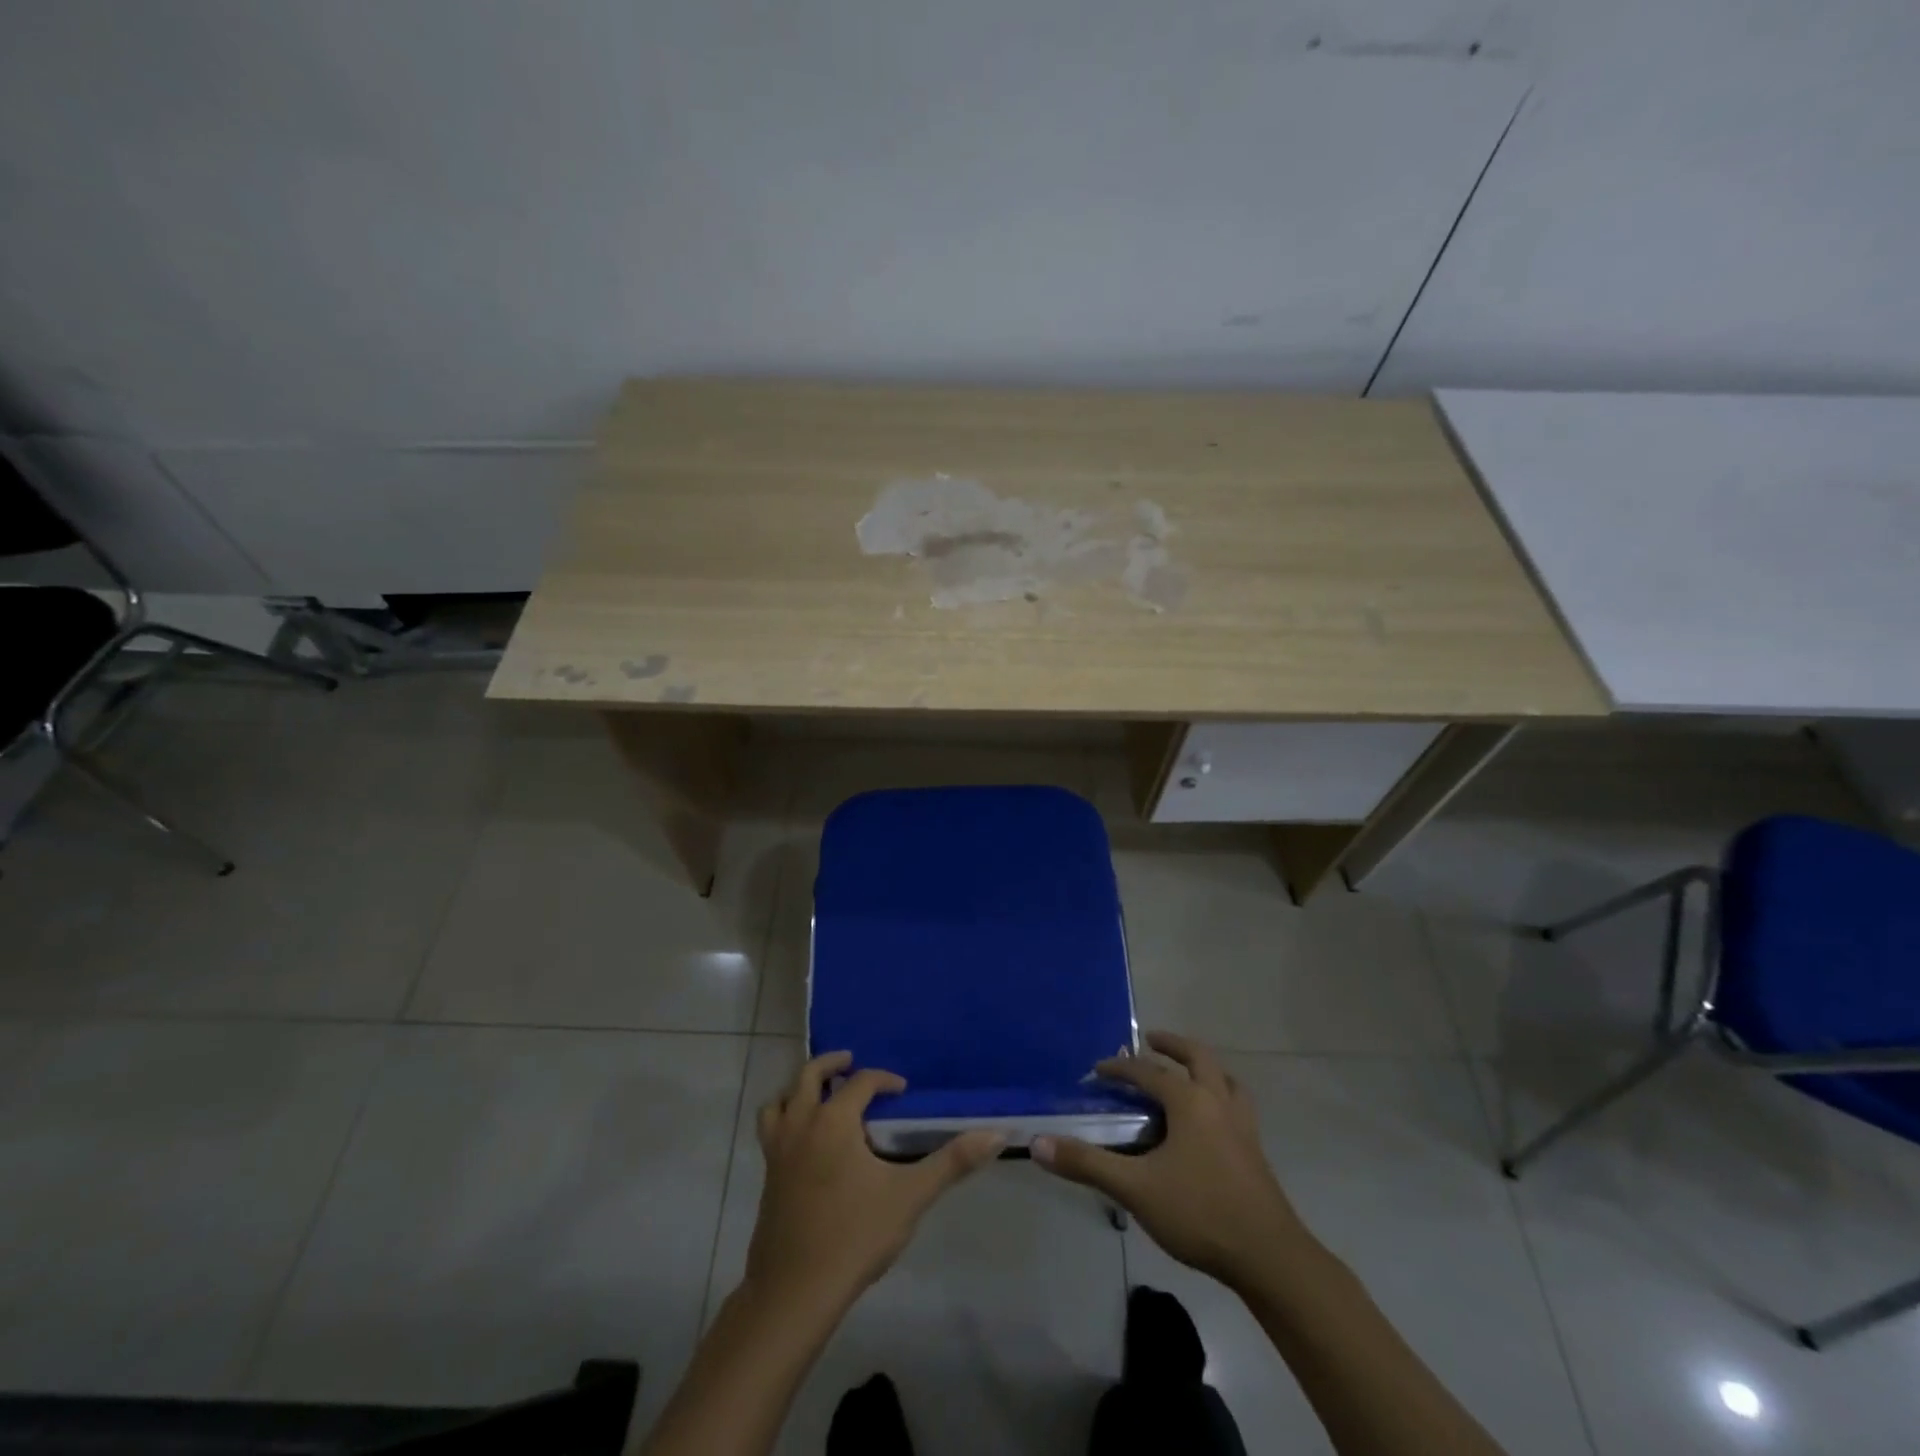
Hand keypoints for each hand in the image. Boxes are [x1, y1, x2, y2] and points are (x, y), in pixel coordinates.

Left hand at [745, 1050, 1002, 1313]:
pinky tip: (803, 1141)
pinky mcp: (766, 1176)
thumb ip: (952, 1162)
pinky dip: (784, 1118)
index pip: (861, 1082)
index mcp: (834, 1121)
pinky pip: (770, 1129)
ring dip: (799, 1088)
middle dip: (832, 1064)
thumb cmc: (855, 1236)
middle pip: (809, 1075)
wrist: (795, 1292)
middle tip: (850, 1062)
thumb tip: (996, 1134)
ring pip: (780, 1100)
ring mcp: (777, 1150)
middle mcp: (801, 1124)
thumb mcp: (910, 1196)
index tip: (902, 1089)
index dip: (883, 1080)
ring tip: (819, 1094)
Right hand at [1033, 1031, 1309, 1286]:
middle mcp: (1218, 1101)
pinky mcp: (1255, 1151)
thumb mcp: (1135, 1189)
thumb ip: (1087, 1164)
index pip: (1148, 1071)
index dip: (1119, 1067)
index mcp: (1190, 1101)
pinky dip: (1220, 1095)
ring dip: (1203, 1067)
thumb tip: (1039, 1143)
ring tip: (1186, 1072)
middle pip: (1197, 1056)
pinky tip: (1211, 1120)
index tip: (1097, 1070)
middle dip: (1172, 1045)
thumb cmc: (1200, 1213)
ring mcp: (1243, 1125)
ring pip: (1224, 1078)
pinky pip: (1236, 1105)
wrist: (1270, 1258)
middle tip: (1151, 1041)